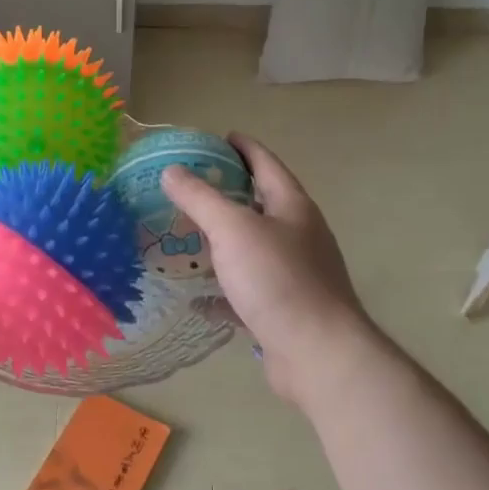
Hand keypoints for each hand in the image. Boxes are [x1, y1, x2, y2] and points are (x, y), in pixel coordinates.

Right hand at [162, 135, 369, 405]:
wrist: (316, 352)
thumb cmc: (278, 280)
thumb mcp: (233, 229)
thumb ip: (200, 198)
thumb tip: (172, 170)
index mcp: (293, 207)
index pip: (266, 164)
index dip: (244, 147)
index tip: (220, 137)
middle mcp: (299, 235)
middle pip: (262, 203)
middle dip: (230, 193)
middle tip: (191, 187)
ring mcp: (295, 273)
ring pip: (253, 247)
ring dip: (224, 240)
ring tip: (187, 235)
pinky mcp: (284, 308)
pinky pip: (247, 288)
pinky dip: (223, 287)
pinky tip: (198, 296)